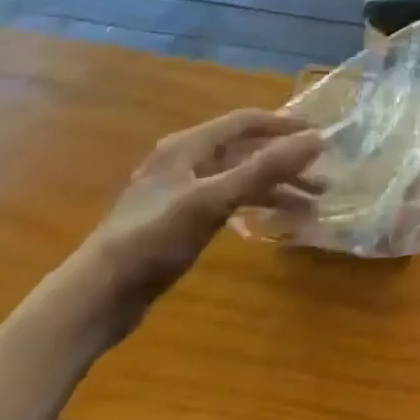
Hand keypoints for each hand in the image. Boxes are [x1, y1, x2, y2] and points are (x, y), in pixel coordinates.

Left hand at [61, 110, 322, 343]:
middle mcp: (186, 161)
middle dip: (286, 162)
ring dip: (276, 187)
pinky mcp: (179, 220)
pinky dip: (256, 205)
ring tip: (311, 204)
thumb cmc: (154, 240)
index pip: (246, 121)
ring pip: (240, 178)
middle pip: (246, 150)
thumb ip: (266, 168)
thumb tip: (317, 138)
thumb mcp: (215, 200)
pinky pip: (230, 200)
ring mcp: (181, 191)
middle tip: (323, 176)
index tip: (321, 135)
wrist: (96, 299)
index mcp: (188, 146)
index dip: (284, 124)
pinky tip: (275, 220)